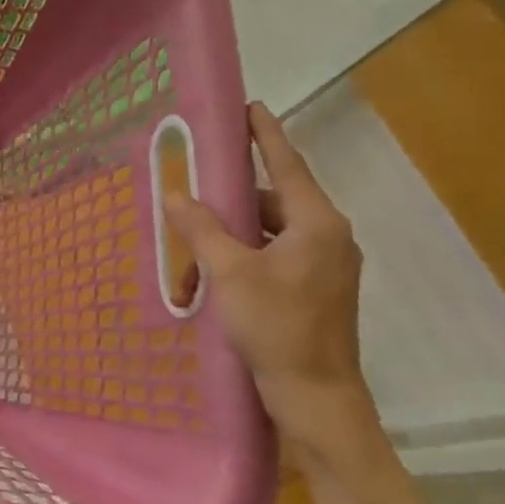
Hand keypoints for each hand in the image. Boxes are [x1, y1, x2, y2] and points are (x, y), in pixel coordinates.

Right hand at [163, 102, 382, 479]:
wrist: (316, 396)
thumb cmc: (277, 327)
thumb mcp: (230, 273)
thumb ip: (203, 228)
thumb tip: (177, 194)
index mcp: (317, 224)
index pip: (288, 165)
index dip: (266, 135)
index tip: (250, 107)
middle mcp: (327, 237)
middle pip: (273, 200)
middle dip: (231, 197)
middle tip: (193, 189)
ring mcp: (323, 266)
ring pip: (268, 232)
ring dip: (231, 234)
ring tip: (192, 245)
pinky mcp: (314, 289)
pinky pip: (272, 255)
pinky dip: (242, 256)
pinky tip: (211, 273)